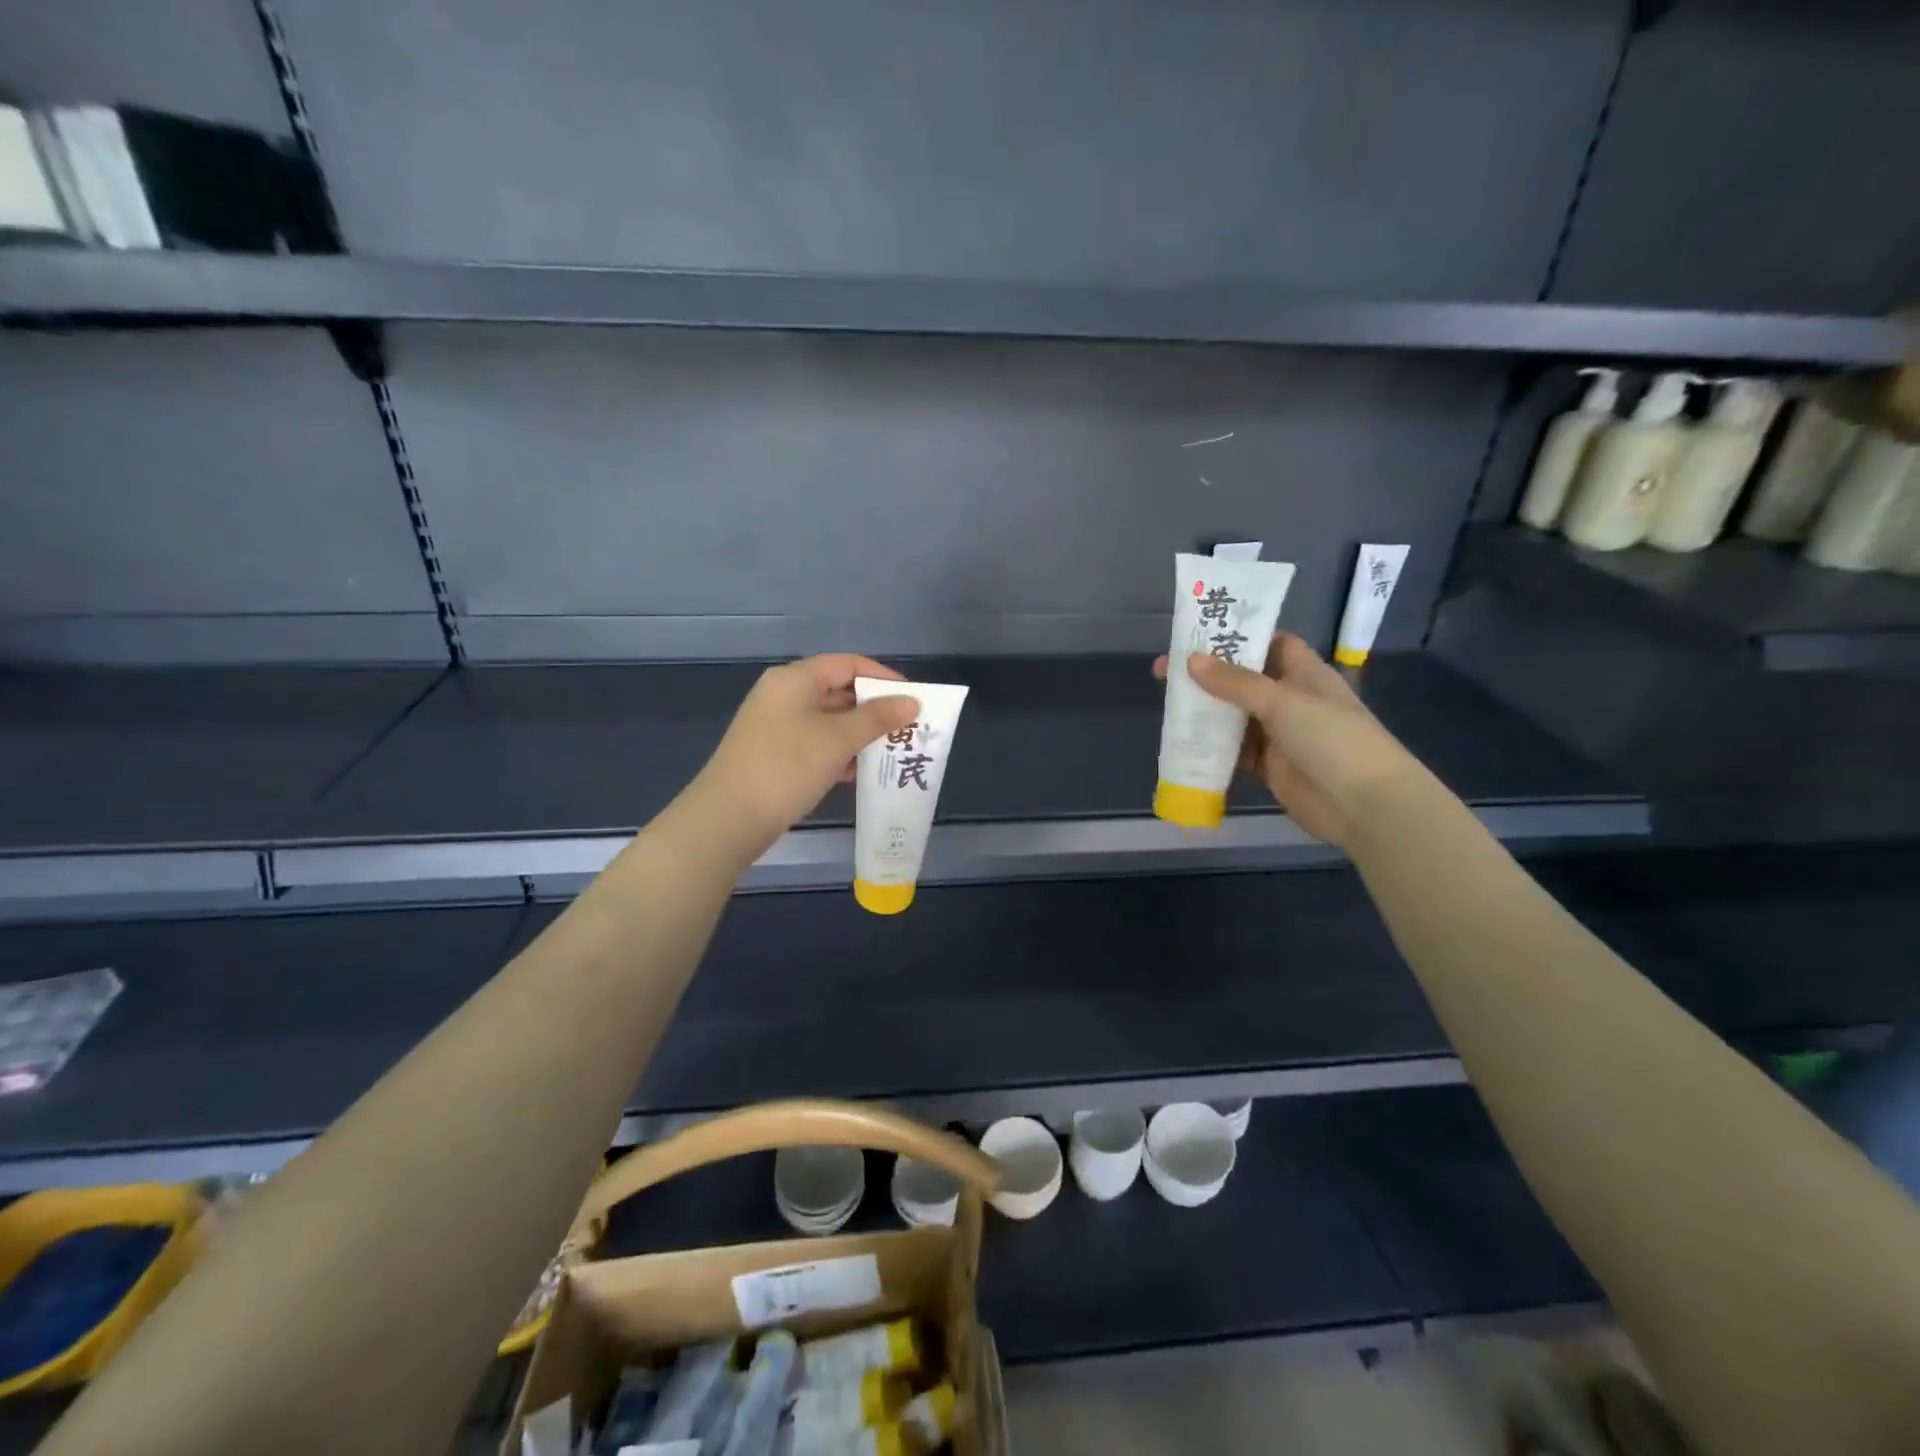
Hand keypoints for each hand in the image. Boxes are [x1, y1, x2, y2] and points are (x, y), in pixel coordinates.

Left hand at [691, 654, 919, 859]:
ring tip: (892, 752)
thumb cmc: (787, 767)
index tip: (913, 700)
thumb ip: (877, 717)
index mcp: (795, 679)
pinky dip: (840, 752)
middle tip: (908, 729)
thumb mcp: (838, 739)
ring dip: (860, 734)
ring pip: (829, 720)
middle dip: (874, 709)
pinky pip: (816, 743)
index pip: (848, 664)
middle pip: (838, 690)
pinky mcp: (774, 754)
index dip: (883, 678)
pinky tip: (859, 772)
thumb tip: (912, 702)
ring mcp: (776, 725)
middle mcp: (783, 695)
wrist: (729, 818)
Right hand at [1153, 632, 1428, 847]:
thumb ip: (1235, 682)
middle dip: (1208, 674)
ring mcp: (1279, 734)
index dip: (1238, 635)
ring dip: (1205, 710)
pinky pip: (1234, 750)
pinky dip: (1211, 746)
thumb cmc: (1331, 738)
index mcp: (1304, 673)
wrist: (1363, 804)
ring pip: (1234, 715)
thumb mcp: (1282, 701)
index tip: (1199, 631)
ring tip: (1166, 700)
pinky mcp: (1269, 766)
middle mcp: (1290, 699)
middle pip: (1243, 679)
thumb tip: (1190, 660)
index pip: (1270, 643)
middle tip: (1164, 669)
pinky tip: (1182, 739)